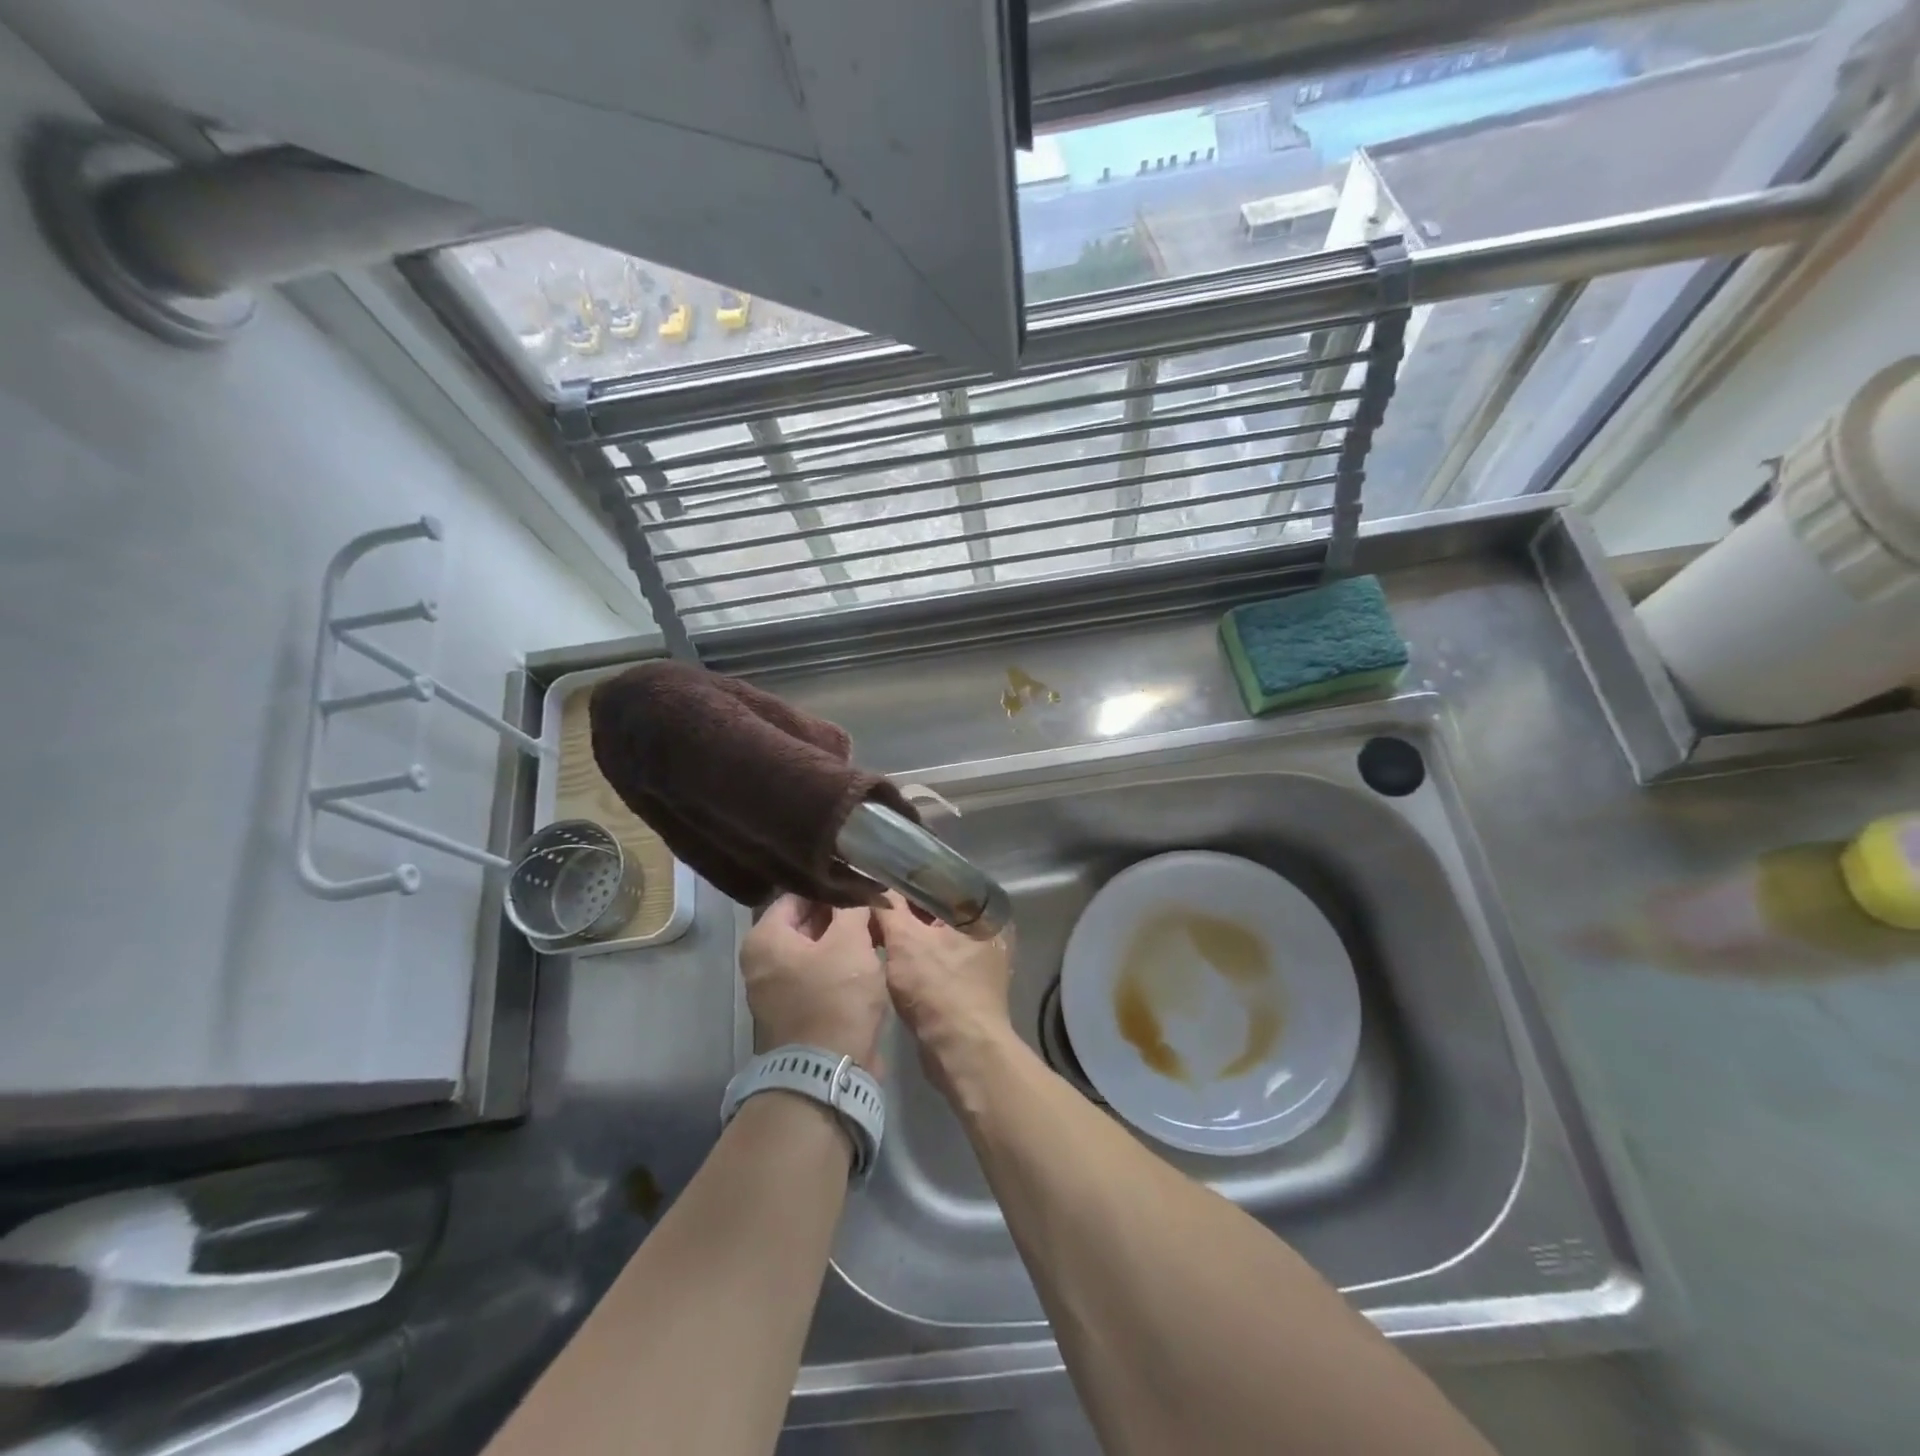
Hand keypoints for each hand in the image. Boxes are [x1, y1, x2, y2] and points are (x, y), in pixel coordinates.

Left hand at [739, 895, 887, 1069]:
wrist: (829, 1074)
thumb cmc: (835, 998)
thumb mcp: (849, 942)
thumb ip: (853, 907)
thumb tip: (859, 890)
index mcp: (765, 939)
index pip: (799, 894)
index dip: (832, 886)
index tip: (860, 882)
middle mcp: (762, 962)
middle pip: (805, 922)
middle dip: (839, 913)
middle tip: (872, 902)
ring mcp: (777, 990)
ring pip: (815, 950)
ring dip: (843, 940)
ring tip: (875, 926)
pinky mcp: (796, 1011)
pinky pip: (819, 976)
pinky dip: (840, 966)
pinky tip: (869, 957)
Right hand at [872, 894, 1015, 1090]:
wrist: (962, 1051)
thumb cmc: (937, 988)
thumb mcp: (905, 941)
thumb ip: (888, 909)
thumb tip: (874, 886)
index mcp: (982, 909)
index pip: (939, 881)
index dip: (906, 880)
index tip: (877, 879)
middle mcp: (988, 928)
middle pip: (937, 909)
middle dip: (906, 909)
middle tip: (871, 903)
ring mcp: (981, 957)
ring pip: (936, 935)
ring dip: (909, 933)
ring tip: (875, 926)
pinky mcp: (970, 982)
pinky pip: (938, 957)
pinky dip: (917, 955)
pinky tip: (891, 954)